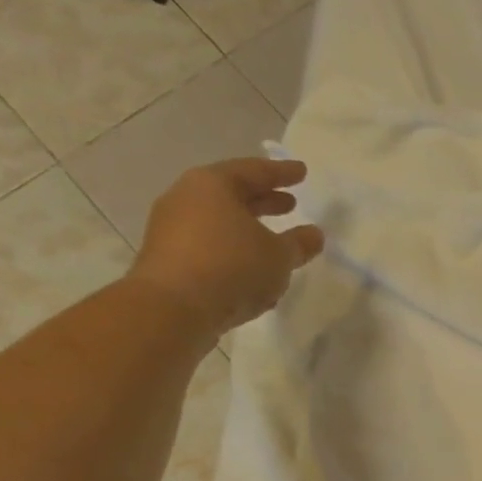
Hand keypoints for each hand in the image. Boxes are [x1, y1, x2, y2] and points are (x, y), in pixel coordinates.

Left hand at [126, 158, 323, 338]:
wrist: (172, 310)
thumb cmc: (232, 268)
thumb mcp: (278, 256)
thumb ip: (299, 244)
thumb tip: (314, 235)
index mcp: (213, 185)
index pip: (254, 171)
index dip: (283, 173)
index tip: (302, 172)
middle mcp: (186, 199)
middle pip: (232, 195)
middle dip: (263, 201)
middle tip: (289, 204)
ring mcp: (171, 230)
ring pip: (219, 224)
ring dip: (248, 231)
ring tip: (273, 242)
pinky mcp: (167, 260)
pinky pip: (209, 248)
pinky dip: (233, 253)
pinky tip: (251, 271)